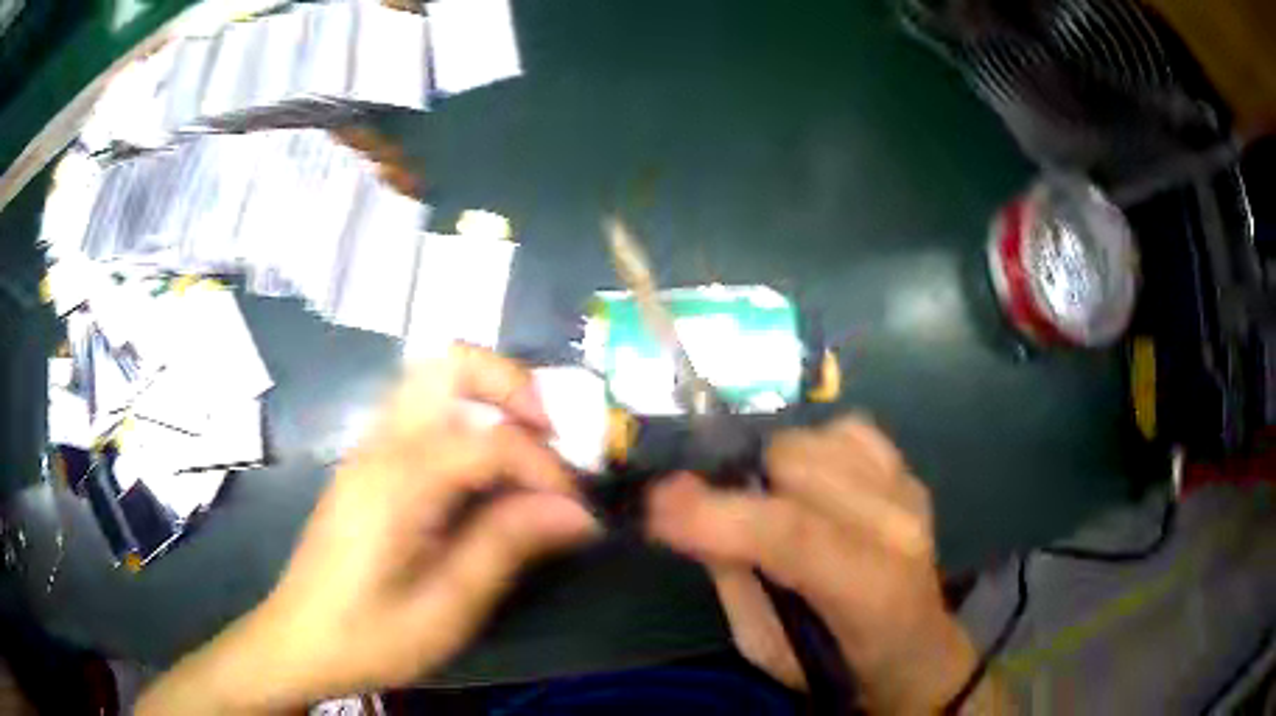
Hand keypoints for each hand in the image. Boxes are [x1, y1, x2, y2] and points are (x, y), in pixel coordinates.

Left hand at [138, 346, 598, 714]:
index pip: (490, 440)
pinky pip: (421, 413)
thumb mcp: (445, 607)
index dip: (546, 468)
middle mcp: (380, 446)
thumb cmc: (369, 635)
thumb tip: (576, 512)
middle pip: (448, 363)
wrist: (298, 640)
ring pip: (432, 380)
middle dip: (512, 386)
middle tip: (551, 438)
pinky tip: (483, 473)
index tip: (579, 511)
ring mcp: (368, 449)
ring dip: (488, 398)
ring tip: (526, 452)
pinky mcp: (367, 463)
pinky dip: (465, 419)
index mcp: (397, 482)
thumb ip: (506, 547)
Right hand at [646, 417, 978, 713]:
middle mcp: (897, 525)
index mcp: (868, 589)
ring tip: (769, 502)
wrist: (915, 648)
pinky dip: (814, 448)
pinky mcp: (909, 473)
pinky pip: (847, 429)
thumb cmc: (835, 662)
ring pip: (815, 438)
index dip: (719, 513)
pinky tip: (810, 483)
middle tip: (717, 511)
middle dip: (740, 483)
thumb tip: (685, 509)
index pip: (793, 535)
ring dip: (774, 466)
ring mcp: (908, 490)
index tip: (656, 503)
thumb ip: (732, 578)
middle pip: (798, 465)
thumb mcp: (765, 647)